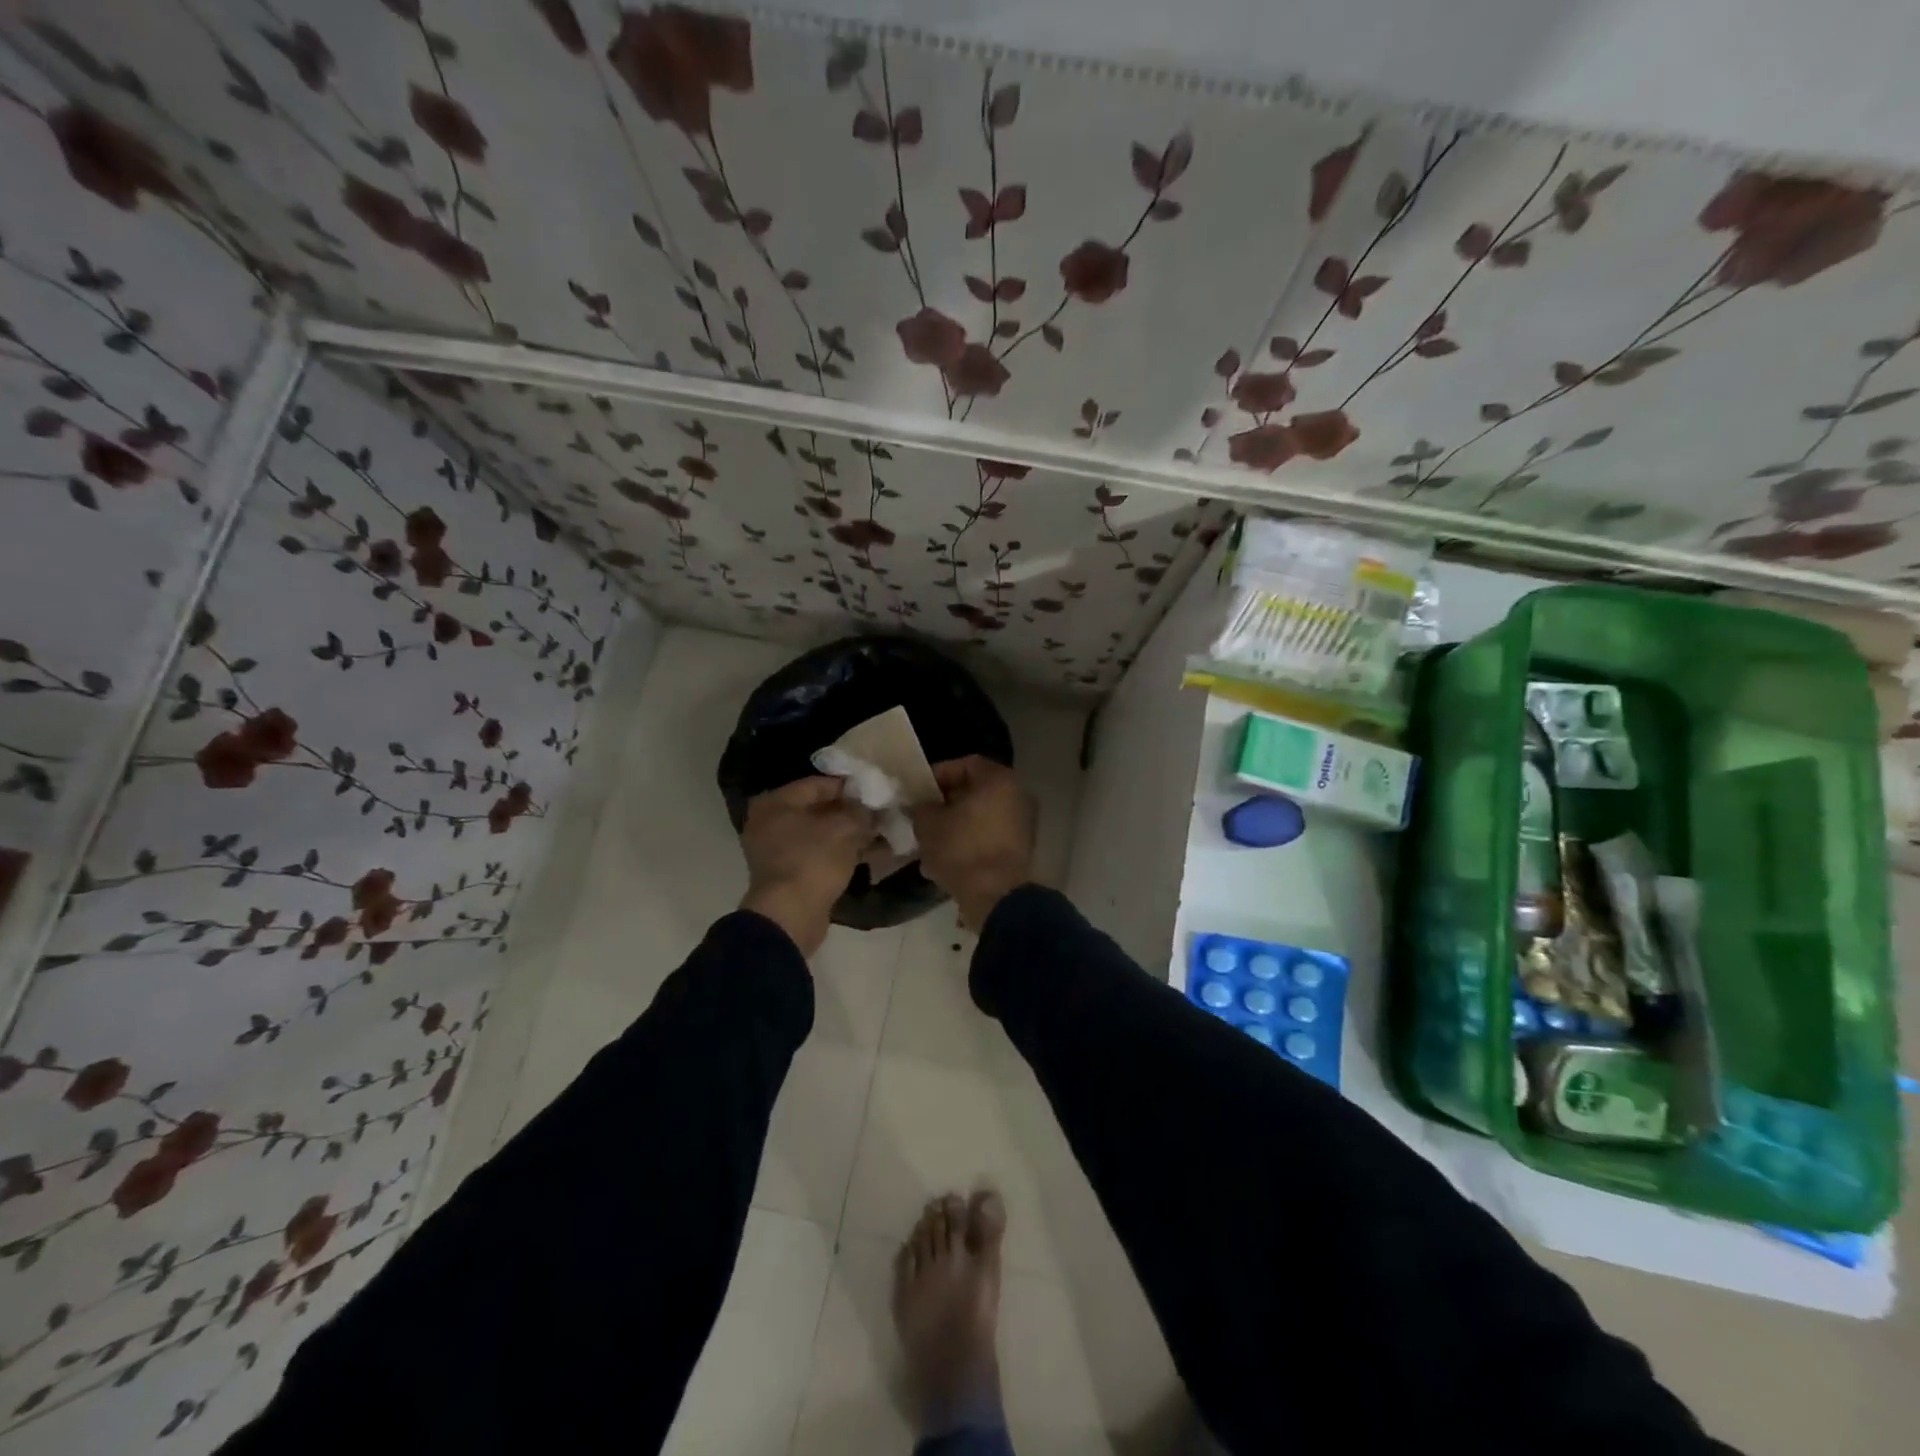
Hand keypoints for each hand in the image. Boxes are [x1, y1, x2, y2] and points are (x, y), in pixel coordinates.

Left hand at [739, 776, 875, 955]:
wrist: (790, 916)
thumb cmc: (813, 860)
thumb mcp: (844, 828)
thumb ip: (861, 812)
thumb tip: (873, 809)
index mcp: (775, 803)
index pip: (817, 784)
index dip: (849, 786)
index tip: (875, 791)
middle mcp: (771, 823)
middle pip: (819, 809)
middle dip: (852, 812)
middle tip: (881, 812)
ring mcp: (778, 851)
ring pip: (822, 834)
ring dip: (852, 833)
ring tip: (884, 832)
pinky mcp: (791, 875)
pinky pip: (821, 855)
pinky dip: (844, 852)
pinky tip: (874, 853)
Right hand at [910, 756, 1035, 930]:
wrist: (995, 896)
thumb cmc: (961, 849)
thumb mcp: (928, 823)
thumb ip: (921, 806)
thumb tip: (922, 806)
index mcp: (999, 779)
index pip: (964, 764)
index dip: (937, 776)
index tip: (917, 792)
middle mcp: (1018, 795)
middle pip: (975, 791)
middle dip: (946, 803)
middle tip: (923, 815)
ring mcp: (1023, 823)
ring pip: (981, 816)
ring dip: (956, 824)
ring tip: (931, 840)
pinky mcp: (1021, 849)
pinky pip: (989, 836)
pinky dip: (970, 842)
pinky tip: (947, 858)